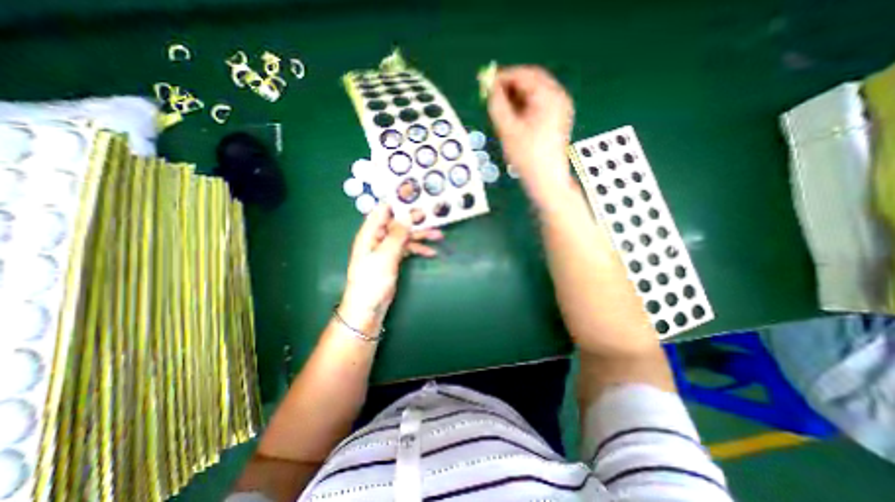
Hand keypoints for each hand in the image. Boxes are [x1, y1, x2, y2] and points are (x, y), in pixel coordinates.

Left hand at [342, 204, 440, 324]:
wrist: (368, 307)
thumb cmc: (372, 281)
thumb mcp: (385, 256)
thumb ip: (397, 235)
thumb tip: (407, 215)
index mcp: (370, 233)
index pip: (383, 210)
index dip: (398, 202)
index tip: (415, 196)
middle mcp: (378, 237)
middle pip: (398, 223)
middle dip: (415, 220)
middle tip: (433, 216)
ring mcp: (386, 248)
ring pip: (405, 236)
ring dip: (421, 235)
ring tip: (439, 235)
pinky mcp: (392, 258)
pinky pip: (407, 249)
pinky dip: (418, 249)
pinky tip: (430, 252)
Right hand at [487, 66, 577, 198]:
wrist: (546, 179)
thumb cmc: (527, 156)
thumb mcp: (508, 129)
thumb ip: (496, 105)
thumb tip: (489, 87)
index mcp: (548, 96)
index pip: (524, 75)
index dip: (503, 77)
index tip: (486, 83)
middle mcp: (558, 96)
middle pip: (531, 81)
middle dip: (510, 87)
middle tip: (492, 97)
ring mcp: (561, 108)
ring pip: (534, 93)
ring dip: (516, 97)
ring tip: (502, 110)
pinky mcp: (558, 119)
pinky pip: (539, 104)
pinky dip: (525, 107)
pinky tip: (515, 119)